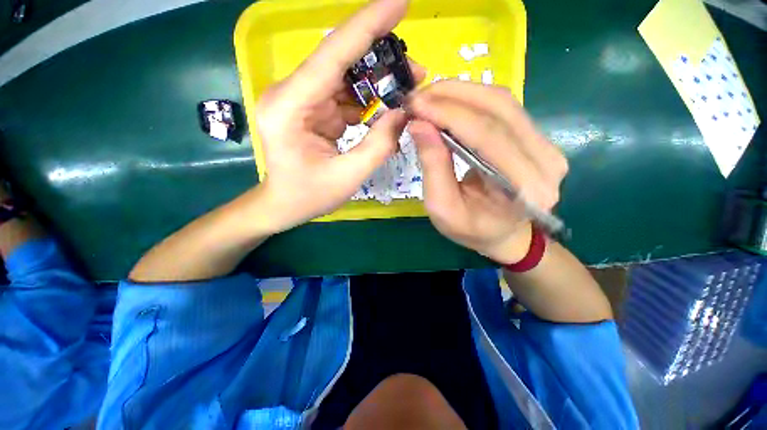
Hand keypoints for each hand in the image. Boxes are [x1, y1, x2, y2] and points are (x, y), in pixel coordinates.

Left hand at [253, 0, 424, 233]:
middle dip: (380, 63)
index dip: (366, 26)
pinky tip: (385, 110)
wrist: (284, 204)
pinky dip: (367, 101)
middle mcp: (292, 94)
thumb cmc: (309, 195)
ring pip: (346, 78)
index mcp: (290, 107)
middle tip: (415, 72)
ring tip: (406, 93)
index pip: (332, 55)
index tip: (399, 4)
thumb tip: (403, 113)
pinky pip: (345, 96)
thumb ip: (378, 145)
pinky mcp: (313, 110)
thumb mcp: (348, 176)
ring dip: (377, 84)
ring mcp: (302, 100)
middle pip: (341, 62)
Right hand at [407, 81, 567, 263]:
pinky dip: (472, 100)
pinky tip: (449, 103)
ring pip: (502, 102)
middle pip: (498, 109)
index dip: (448, 114)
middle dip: (452, 96)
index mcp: (524, 189)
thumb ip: (433, 167)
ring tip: (430, 97)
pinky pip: (504, 108)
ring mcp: (546, 145)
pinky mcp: (537, 138)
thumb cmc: (471, 229)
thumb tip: (418, 124)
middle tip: (418, 96)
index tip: (415, 104)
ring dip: (461, 93)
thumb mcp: (442, 208)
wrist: (503, 234)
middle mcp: (545, 161)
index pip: (486, 135)